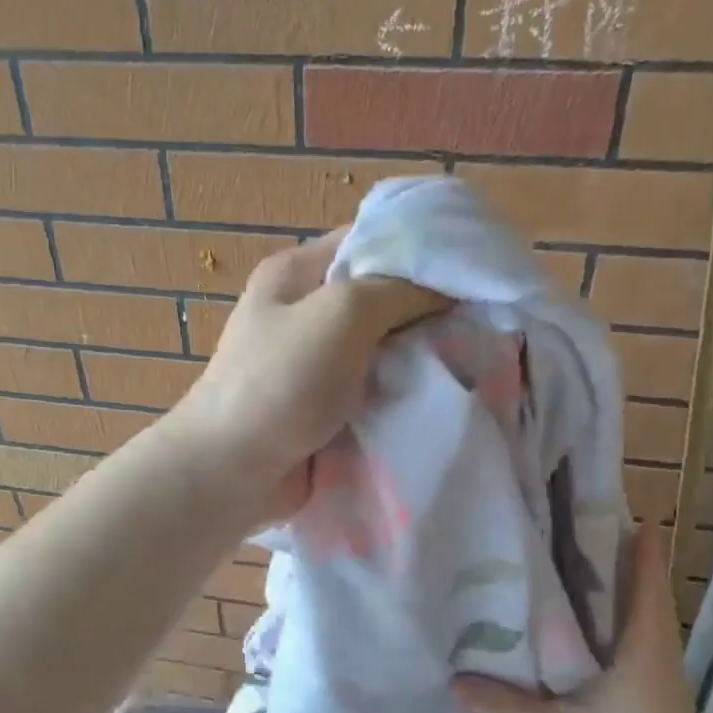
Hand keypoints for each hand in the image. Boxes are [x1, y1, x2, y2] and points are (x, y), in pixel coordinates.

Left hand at [163, 228, 446, 522]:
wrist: (232, 472)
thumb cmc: (281, 382)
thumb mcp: (341, 314)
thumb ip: (397, 290)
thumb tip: (445, 288)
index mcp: (298, 273)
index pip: (369, 239)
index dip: (420, 247)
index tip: (471, 267)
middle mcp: (306, 311)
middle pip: (380, 296)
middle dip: (427, 308)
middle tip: (480, 320)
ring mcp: (316, 363)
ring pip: (382, 346)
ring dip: (419, 354)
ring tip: (471, 357)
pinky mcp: (326, 406)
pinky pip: (375, 388)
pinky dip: (403, 391)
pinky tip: (440, 393)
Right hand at [454, 527, 712, 712]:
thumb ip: (507, 707)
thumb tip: (456, 681)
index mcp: (644, 639)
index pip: (644, 567)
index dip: (628, 530)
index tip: (594, 501)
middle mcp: (657, 644)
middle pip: (637, 581)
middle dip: (602, 552)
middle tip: (553, 529)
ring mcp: (659, 669)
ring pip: (632, 610)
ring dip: (603, 587)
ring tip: (553, 570)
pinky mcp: (654, 691)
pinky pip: (628, 638)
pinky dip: (603, 621)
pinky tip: (569, 634)